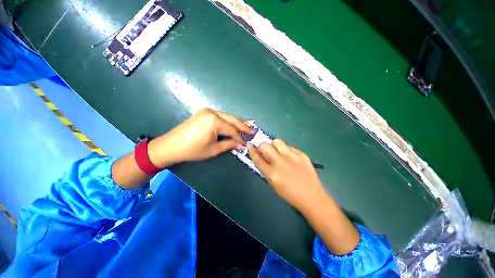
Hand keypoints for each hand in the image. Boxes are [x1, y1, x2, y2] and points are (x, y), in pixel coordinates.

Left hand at [148, 108, 253, 166]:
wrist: (171, 146)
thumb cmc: (192, 150)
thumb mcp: (213, 149)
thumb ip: (229, 144)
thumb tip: (241, 145)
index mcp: (214, 121)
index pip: (232, 130)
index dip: (240, 138)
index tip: (246, 144)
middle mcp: (212, 112)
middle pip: (232, 119)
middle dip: (243, 126)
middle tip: (252, 131)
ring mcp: (207, 111)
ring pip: (227, 116)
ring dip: (237, 122)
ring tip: (247, 126)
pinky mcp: (204, 113)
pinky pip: (221, 116)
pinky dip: (228, 121)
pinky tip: (234, 124)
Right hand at [247, 139, 325, 211]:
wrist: (311, 196)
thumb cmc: (289, 194)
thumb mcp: (273, 184)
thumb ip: (265, 170)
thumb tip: (261, 158)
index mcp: (272, 173)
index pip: (257, 158)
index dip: (251, 150)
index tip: (249, 145)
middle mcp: (280, 162)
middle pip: (265, 146)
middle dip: (262, 147)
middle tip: (265, 151)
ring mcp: (292, 157)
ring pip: (277, 141)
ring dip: (274, 145)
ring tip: (278, 151)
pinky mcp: (301, 154)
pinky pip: (289, 146)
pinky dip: (286, 150)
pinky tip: (289, 157)